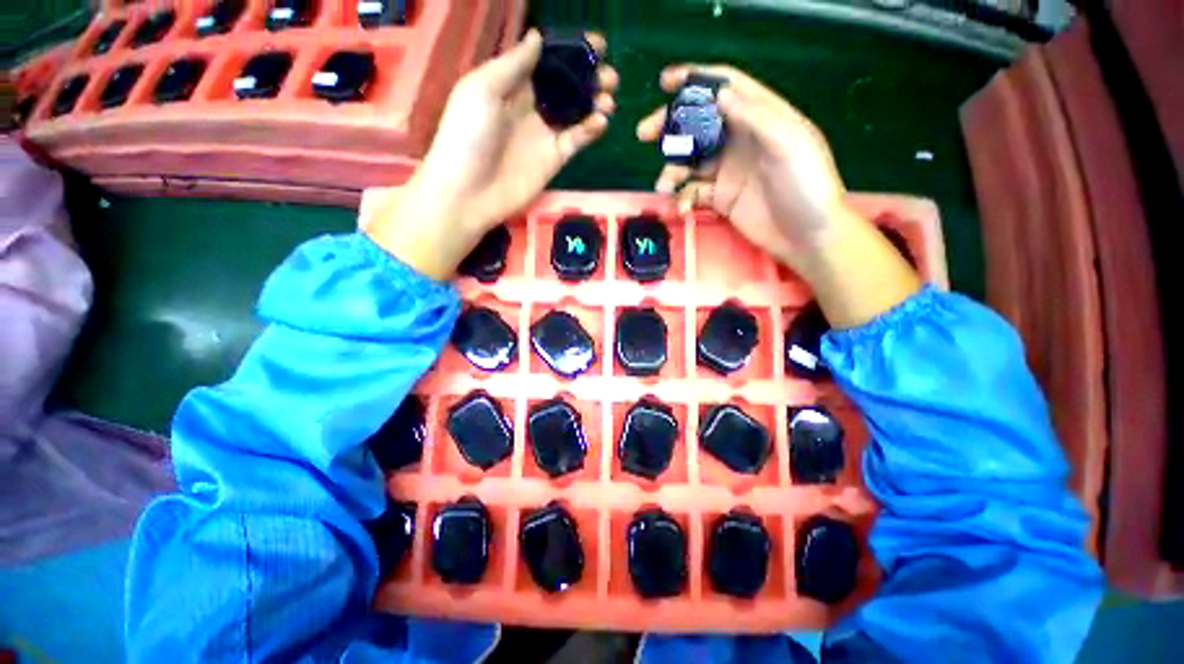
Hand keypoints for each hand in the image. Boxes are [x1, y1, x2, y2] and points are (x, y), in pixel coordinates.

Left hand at [367, 30, 618, 279]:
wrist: (469, 192)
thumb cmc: (467, 135)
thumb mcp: (482, 89)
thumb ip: (513, 64)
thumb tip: (538, 37)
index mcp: (510, 84)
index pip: (546, 61)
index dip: (570, 51)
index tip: (595, 44)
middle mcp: (530, 105)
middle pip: (566, 85)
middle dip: (588, 77)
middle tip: (609, 75)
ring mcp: (544, 133)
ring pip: (576, 112)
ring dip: (595, 102)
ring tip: (609, 97)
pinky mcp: (554, 158)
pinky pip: (577, 139)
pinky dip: (591, 130)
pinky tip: (601, 122)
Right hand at [637, 65, 852, 269]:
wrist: (808, 236)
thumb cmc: (807, 186)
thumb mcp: (790, 144)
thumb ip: (756, 117)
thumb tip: (720, 93)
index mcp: (761, 118)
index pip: (726, 89)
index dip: (697, 81)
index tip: (666, 83)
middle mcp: (741, 141)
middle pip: (699, 125)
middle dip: (671, 126)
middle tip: (644, 133)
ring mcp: (728, 172)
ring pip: (690, 162)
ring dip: (672, 171)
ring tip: (664, 186)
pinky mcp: (721, 199)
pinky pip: (694, 193)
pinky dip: (684, 199)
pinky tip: (683, 208)